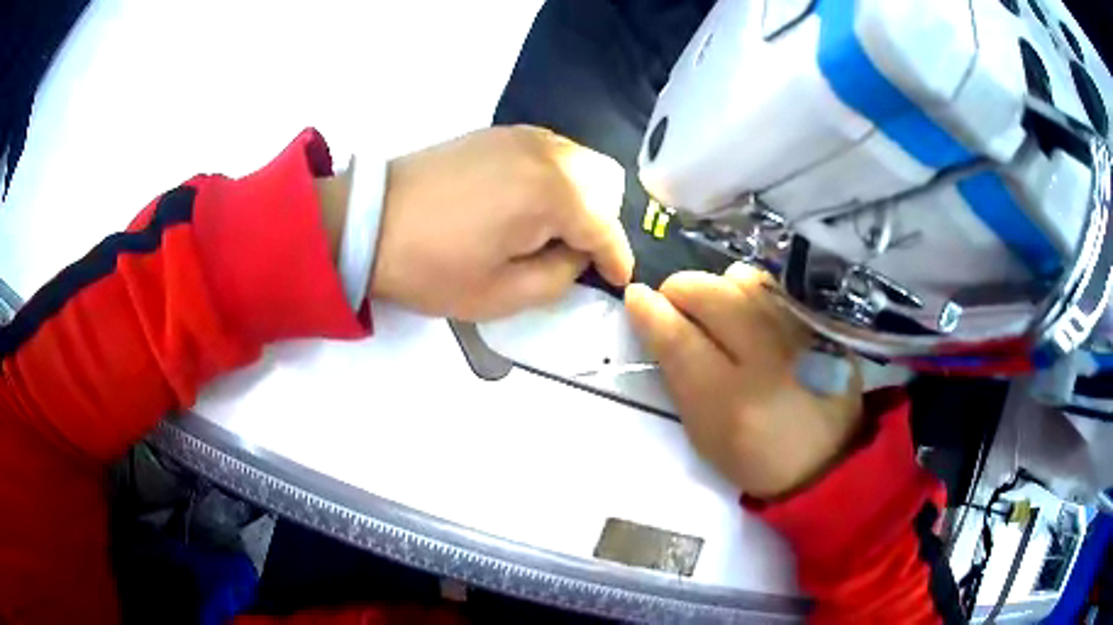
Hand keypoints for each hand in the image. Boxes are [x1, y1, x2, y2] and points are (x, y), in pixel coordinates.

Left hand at [370, 125, 633, 319]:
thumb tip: (576, 255)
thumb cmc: (431, 266)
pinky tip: (527, 203)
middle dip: (601, 220)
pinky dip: (556, 177)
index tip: (618, 279)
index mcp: (550, 193)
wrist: (368, 222)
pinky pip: (550, 150)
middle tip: (576, 253)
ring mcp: (520, 136)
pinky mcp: (497, 134)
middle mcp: (545, 152)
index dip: (617, 257)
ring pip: (580, 160)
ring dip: (581, 196)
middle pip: (604, 181)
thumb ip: (559, 277)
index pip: (605, 225)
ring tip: (550, 230)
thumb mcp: (500, 295)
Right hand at [624, 263, 863, 499]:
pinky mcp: (820, 324)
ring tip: (718, 312)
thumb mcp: (704, 434)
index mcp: (732, 403)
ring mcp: (800, 333)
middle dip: (681, 289)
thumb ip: (678, 376)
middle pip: (710, 293)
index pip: (679, 338)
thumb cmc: (755, 457)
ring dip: (717, 288)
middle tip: (678, 306)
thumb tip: (654, 318)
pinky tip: (751, 313)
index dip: (649, 310)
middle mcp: (769, 359)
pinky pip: (772, 285)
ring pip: (741, 277)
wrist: (827, 459)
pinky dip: (749, 291)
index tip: (636, 297)